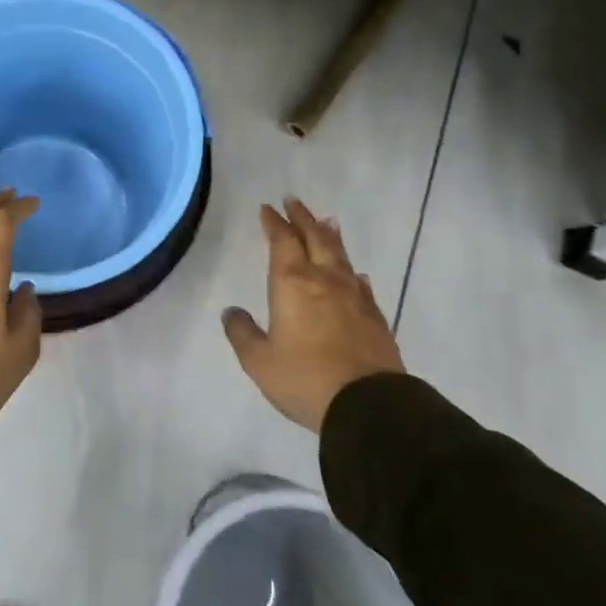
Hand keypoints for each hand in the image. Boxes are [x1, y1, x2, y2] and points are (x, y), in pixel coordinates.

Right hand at [223, 197, 403, 432]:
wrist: (368, 405)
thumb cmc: (305, 378)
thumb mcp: (259, 361)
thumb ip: (242, 333)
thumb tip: (231, 312)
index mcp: (292, 283)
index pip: (282, 241)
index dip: (274, 223)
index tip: (267, 208)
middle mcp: (324, 280)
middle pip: (314, 238)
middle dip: (302, 218)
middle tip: (293, 201)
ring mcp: (354, 296)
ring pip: (340, 255)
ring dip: (329, 235)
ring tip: (326, 221)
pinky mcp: (374, 316)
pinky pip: (360, 282)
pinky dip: (352, 271)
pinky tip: (355, 273)